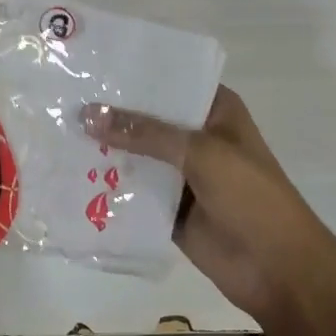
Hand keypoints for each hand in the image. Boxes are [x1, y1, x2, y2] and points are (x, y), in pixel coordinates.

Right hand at [86, 86, 332, 324]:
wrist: (278, 270)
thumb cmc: (251, 197)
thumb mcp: (200, 152)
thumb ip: (144, 133)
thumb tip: (88, 115)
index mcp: (215, 111)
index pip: (170, 81)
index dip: (134, 74)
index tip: (91, 65)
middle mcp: (196, 136)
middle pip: (146, 118)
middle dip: (110, 113)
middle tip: (62, 98)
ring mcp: (181, 174)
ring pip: (136, 155)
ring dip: (104, 150)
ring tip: (56, 132)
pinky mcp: (168, 208)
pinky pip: (133, 192)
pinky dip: (108, 186)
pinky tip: (70, 175)